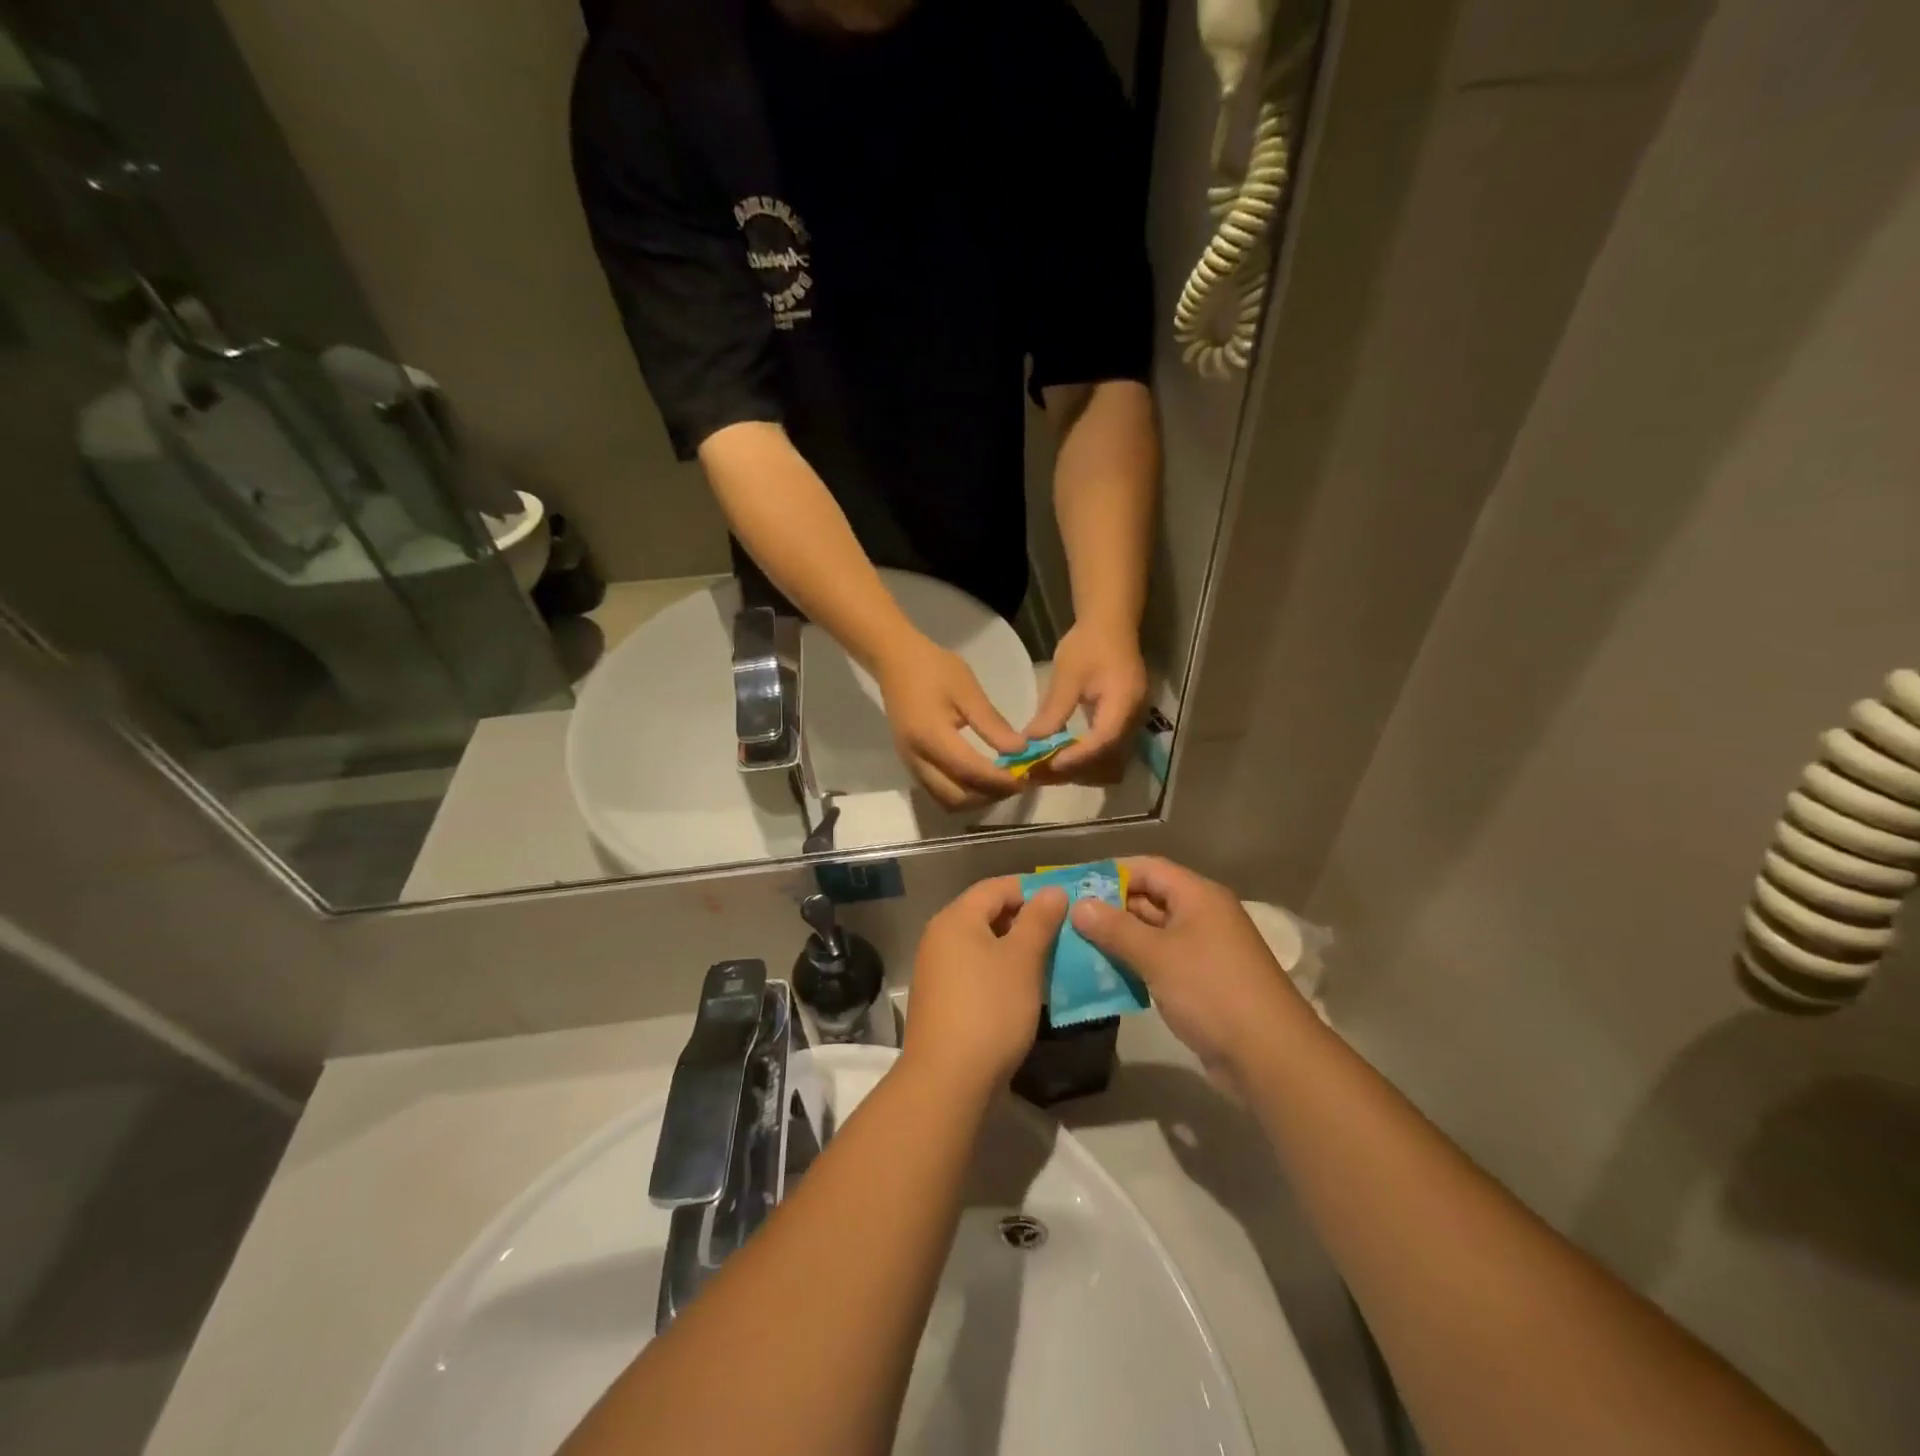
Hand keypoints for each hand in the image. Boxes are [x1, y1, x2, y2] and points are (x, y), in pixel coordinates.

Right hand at [875, 635, 1026, 808]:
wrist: (895, 661)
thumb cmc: (934, 669)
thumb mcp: (968, 690)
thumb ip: (992, 724)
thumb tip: (1019, 751)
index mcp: (930, 736)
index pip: (969, 771)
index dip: (999, 780)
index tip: (1025, 778)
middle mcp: (917, 758)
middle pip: (956, 797)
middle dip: (989, 795)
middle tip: (1015, 782)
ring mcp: (910, 764)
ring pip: (946, 800)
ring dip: (975, 799)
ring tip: (1000, 783)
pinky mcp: (911, 763)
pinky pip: (938, 791)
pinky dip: (962, 792)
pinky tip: (980, 778)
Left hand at [902, 877, 1069, 1096]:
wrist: (947, 1080)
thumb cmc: (989, 1009)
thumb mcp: (1022, 960)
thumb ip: (1039, 920)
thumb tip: (1053, 889)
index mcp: (955, 918)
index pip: (996, 887)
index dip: (1031, 888)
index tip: (1066, 899)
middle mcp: (940, 936)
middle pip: (987, 913)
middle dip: (1026, 918)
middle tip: (1064, 929)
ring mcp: (937, 969)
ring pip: (983, 944)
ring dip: (1016, 947)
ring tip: (1052, 957)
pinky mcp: (942, 998)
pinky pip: (976, 969)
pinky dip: (1002, 970)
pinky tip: (1027, 987)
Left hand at [1024, 620, 1147, 783]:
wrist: (1111, 625)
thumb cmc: (1088, 645)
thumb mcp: (1067, 676)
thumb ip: (1053, 711)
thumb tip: (1031, 743)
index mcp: (1123, 703)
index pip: (1103, 740)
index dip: (1076, 757)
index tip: (1048, 764)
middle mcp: (1134, 719)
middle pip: (1107, 759)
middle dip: (1074, 770)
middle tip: (1040, 772)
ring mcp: (1131, 724)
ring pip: (1108, 762)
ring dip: (1079, 770)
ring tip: (1046, 769)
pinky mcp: (1123, 725)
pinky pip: (1107, 753)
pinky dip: (1084, 761)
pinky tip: (1060, 758)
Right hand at [1069, 857, 1308, 1081]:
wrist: (1269, 1055)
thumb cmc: (1211, 990)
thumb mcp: (1157, 955)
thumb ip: (1115, 928)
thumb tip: (1079, 905)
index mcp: (1198, 896)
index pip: (1147, 868)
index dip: (1110, 873)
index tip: (1073, 885)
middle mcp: (1202, 915)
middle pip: (1149, 899)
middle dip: (1109, 908)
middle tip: (1066, 919)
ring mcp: (1203, 950)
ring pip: (1152, 934)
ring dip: (1118, 940)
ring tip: (1076, 947)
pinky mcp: (1202, 981)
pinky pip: (1161, 962)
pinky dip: (1134, 965)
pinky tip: (1104, 976)